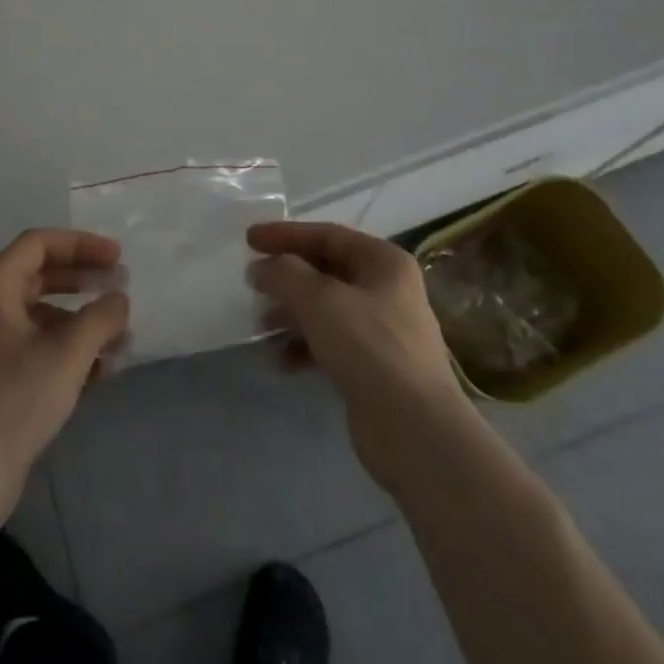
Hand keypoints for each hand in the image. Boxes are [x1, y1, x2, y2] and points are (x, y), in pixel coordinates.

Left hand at [0, 229, 129, 519]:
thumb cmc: (16, 401)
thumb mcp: (69, 354)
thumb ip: (101, 317)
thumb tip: (119, 299)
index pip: (39, 244)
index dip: (82, 244)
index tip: (117, 258)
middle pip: (39, 275)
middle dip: (83, 280)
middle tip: (119, 288)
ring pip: (39, 314)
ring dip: (79, 320)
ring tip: (117, 339)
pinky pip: (31, 344)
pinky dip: (64, 347)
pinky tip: (97, 370)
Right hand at [247, 221, 468, 489]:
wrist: (414, 429)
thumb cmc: (369, 347)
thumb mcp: (320, 300)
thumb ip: (285, 274)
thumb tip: (261, 269)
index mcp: (384, 262)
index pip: (328, 235)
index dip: (286, 234)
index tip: (249, 239)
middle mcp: (387, 289)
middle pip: (326, 271)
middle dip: (287, 278)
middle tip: (252, 284)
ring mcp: (382, 329)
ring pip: (326, 309)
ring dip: (291, 314)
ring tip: (260, 326)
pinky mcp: (374, 366)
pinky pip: (330, 343)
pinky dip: (304, 346)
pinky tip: (280, 361)